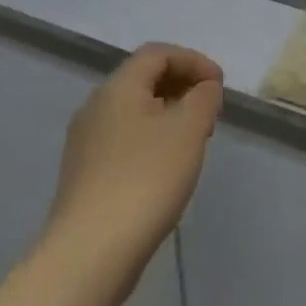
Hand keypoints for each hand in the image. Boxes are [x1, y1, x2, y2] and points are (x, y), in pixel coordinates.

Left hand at [43, 44, 223, 297]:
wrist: (90, 252)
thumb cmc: (145, 180)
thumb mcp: (187, 131)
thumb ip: (203, 99)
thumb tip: (204, 87)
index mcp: (118, 87)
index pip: (157, 54)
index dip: (193, 60)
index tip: (220, 85)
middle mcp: (95, 106)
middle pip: (143, 79)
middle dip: (181, 86)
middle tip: (211, 111)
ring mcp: (85, 141)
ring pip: (133, 111)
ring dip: (168, 113)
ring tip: (195, 139)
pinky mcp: (85, 173)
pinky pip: (124, 138)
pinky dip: (151, 138)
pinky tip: (167, 167)